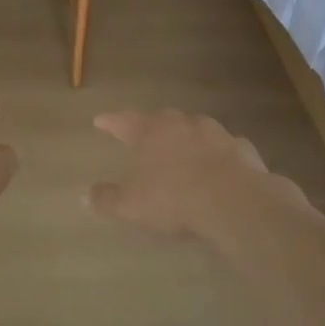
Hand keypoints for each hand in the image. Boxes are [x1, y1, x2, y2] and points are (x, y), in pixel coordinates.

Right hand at [88, 109, 304, 238]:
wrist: (234, 201)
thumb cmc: (173, 199)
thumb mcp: (131, 206)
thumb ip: (106, 198)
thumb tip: (83, 195)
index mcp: (149, 132)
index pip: (123, 121)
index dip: (110, 122)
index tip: (99, 121)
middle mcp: (181, 123)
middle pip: (161, 119)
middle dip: (151, 126)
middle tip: (144, 135)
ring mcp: (214, 133)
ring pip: (195, 129)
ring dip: (186, 137)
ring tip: (182, 150)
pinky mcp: (241, 148)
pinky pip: (224, 148)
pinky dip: (217, 154)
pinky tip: (218, 166)